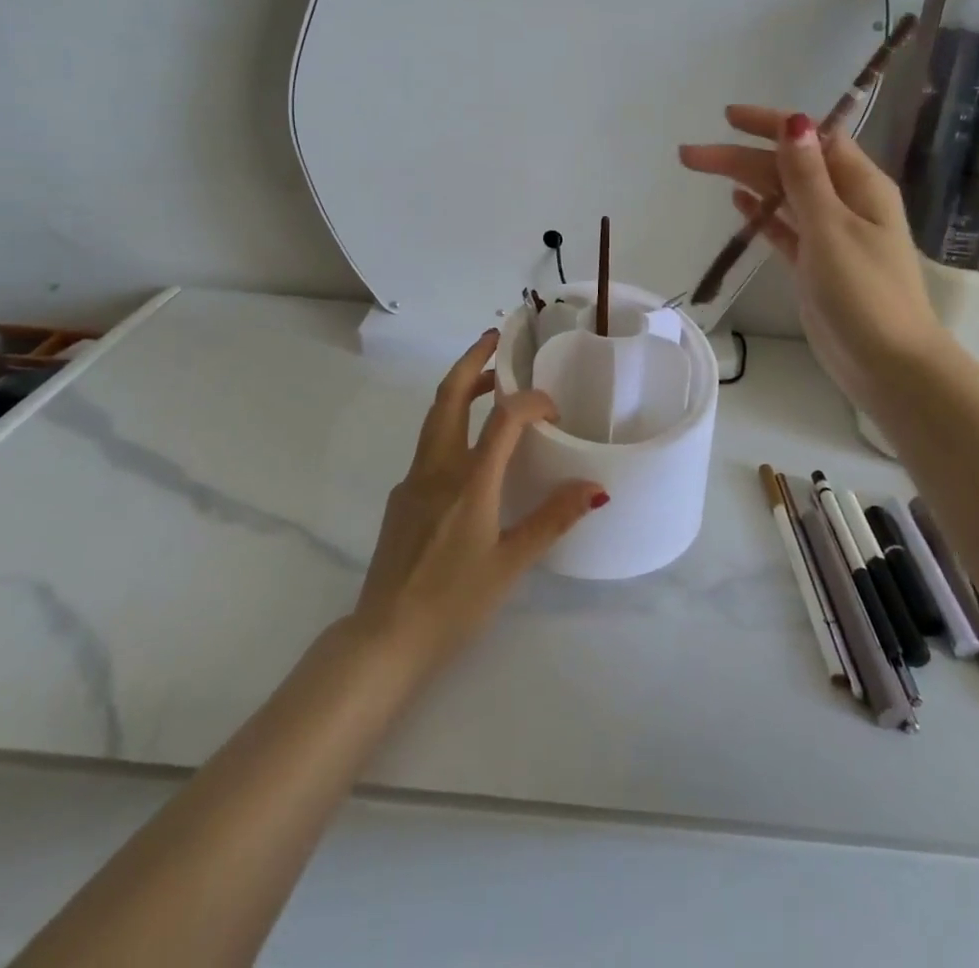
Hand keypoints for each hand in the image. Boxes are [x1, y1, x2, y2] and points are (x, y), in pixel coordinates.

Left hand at [352, 331, 606, 665]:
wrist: (382, 640)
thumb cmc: (452, 603)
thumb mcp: (510, 565)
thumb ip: (552, 520)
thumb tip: (596, 487)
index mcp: (468, 483)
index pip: (502, 419)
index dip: (530, 401)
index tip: (554, 408)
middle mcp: (436, 470)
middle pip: (448, 397)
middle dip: (472, 361)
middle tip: (497, 339)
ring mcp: (412, 482)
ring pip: (435, 418)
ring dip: (461, 391)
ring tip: (490, 382)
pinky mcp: (401, 499)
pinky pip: (430, 447)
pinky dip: (453, 427)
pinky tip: (472, 453)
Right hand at [680, 106, 943, 411]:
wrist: (887, 365)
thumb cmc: (865, 293)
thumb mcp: (832, 229)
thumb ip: (807, 178)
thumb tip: (795, 122)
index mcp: (859, 186)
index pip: (813, 139)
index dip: (772, 124)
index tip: (728, 117)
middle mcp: (845, 203)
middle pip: (788, 167)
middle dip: (742, 156)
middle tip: (690, 155)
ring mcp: (830, 235)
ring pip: (782, 196)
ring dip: (746, 181)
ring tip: (703, 169)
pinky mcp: (815, 265)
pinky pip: (785, 228)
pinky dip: (763, 213)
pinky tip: (738, 202)